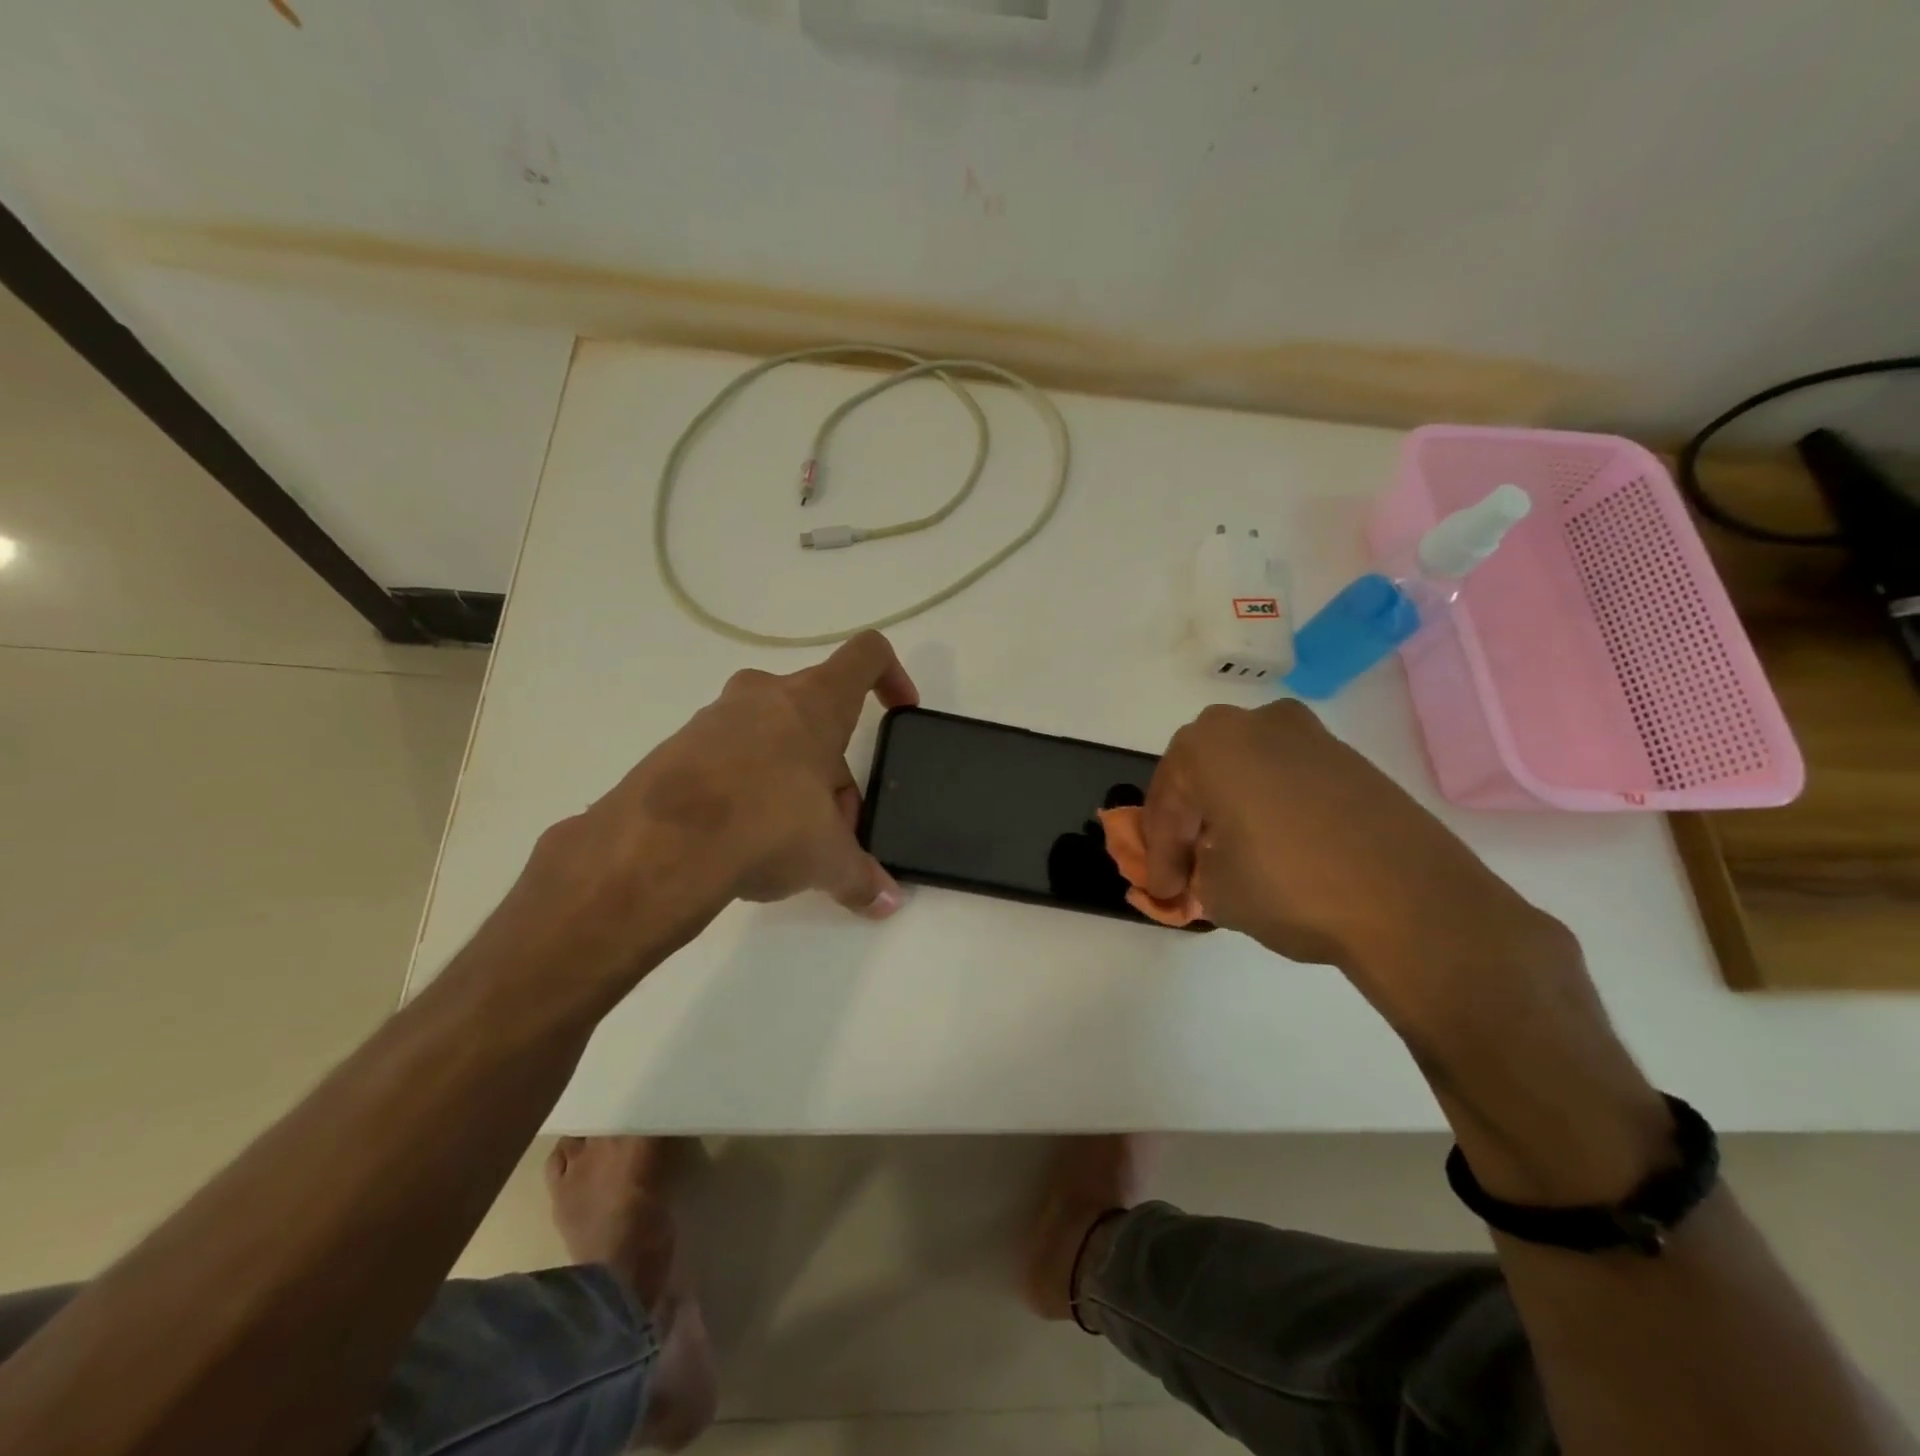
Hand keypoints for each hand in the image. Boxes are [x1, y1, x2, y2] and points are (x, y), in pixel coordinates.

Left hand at [494, 632, 916, 989]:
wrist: (655, 846)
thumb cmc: (765, 825)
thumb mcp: (826, 858)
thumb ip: (861, 876)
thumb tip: (887, 902)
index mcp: (813, 701)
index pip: (866, 656)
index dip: (892, 677)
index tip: (900, 711)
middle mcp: (764, 694)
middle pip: (818, 716)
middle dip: (835, 767)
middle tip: (835, 823)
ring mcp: (715, 717)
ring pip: (773, 737)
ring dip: (792, 779)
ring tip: (787, 841)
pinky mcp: (677, 746)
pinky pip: (730, 758)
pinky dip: (748, 789)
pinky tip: (741, 841)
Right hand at [1142, 701, 1560, 1020]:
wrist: (1414, 902)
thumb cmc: (1291, 886)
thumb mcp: (1218, 891)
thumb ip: (1195, 872)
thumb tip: (1202, 870)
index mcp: (1209, 744)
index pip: (1167, 803)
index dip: (1158, 854)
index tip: (1162, 892)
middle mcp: (1256, 723)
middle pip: (1202, 775)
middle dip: (1189, 822)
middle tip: (1187, 867)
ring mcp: (1310, 736)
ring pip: (1246, 773)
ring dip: (1230, 812)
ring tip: (1231, 859)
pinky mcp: (1350, 760)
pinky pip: (1287, 779)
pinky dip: (1270, 809)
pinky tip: (1275, 848)